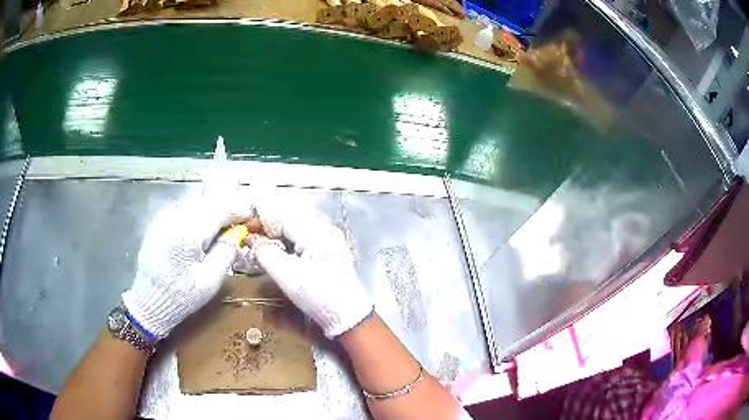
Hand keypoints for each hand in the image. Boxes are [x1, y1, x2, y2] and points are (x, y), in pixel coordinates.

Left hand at [122, 195, 252, 338]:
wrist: (148, 302)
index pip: (221, 208)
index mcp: (188, 233)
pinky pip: (184, 208)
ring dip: (212, 209)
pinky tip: (202, 228)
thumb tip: (238, 232)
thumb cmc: (181, 297)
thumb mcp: (209, 282)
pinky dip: (198, 213)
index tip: (251, 218)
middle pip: (208, 201)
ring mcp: (164, 216)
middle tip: (239, 222)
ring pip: (196, 201)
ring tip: (222, 226)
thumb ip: (226, 252)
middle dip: (227, 207)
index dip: (239, 210)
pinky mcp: (159, 220)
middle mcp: (174, 217)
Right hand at [240, 215, 373, 337]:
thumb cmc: (318, 295)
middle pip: (291, 223)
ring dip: (279, 238)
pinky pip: (305, 242)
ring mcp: (331, 242)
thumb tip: (252, 240)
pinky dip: (290, 246)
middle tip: (251, 241)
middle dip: (269, 230)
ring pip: (298, 232)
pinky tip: (281, 255)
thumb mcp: (287, 275)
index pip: (283, 219)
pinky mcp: (331, 254)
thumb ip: (266, 253)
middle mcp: (326, 231)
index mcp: (317, 232)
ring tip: (262, 248)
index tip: (244, 231)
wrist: (348, 317)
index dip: (262, 223)